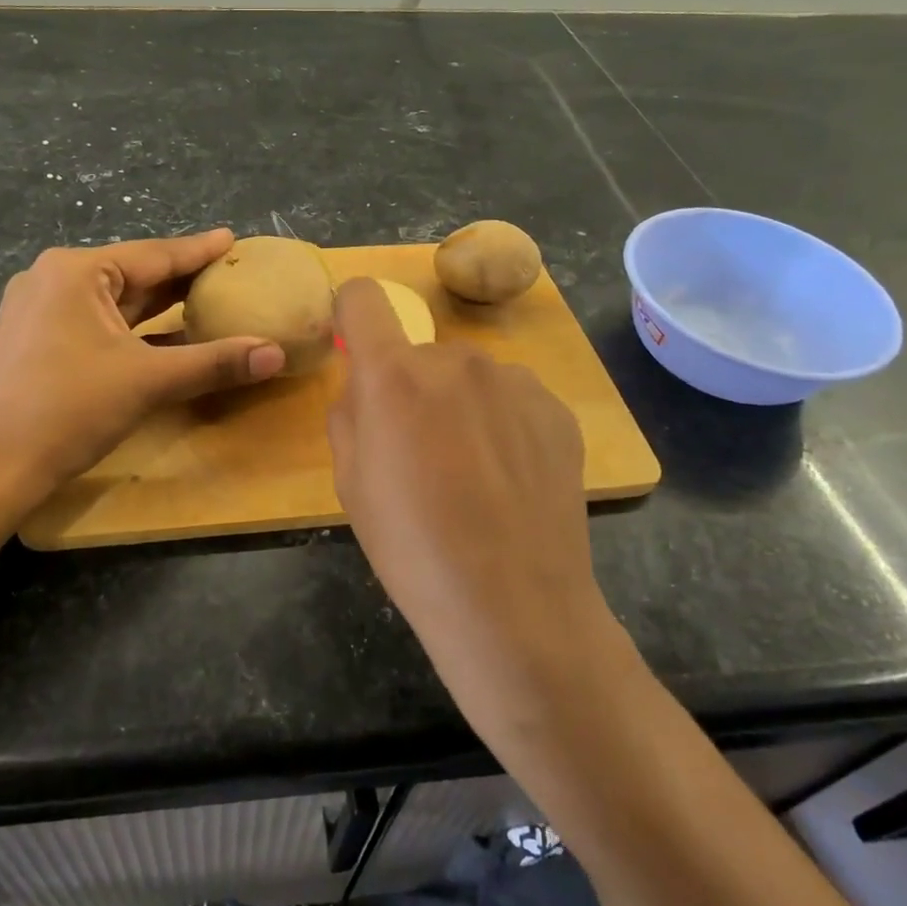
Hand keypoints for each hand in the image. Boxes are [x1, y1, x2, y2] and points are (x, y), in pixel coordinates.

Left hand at [0, 229, 284, 506]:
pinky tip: (166, 340)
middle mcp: (54, 280)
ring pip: (115, 303)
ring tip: (206, 300)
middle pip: (133, 275)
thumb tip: (276, 354)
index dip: (198, 250)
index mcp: (76, 271)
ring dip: (159, 308)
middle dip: (180, 278)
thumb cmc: (67, 409)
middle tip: (228, 272)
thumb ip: (214, 362)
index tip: (232, 238)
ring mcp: (40, 312)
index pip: (153, 255)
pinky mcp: (36, 343)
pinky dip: (134, 332)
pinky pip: (98, 325)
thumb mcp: (147, 381)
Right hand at [327, 278, 637, 740]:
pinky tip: (510, 480)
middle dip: (412, 388)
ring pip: (469, 378)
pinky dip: (502, 424)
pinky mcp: (556, 409)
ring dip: (460, 405)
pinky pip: (511, 399)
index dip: (352, 315)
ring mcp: (514, 381)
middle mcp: (457, 360)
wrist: (514, 607)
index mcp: (394, 376)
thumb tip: (367, 386)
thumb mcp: (350, 483)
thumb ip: (350, 413)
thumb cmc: (412, 549)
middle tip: (421, 453)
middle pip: (420, 354)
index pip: (364, 298)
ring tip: (474, 473)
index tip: (356, 348)